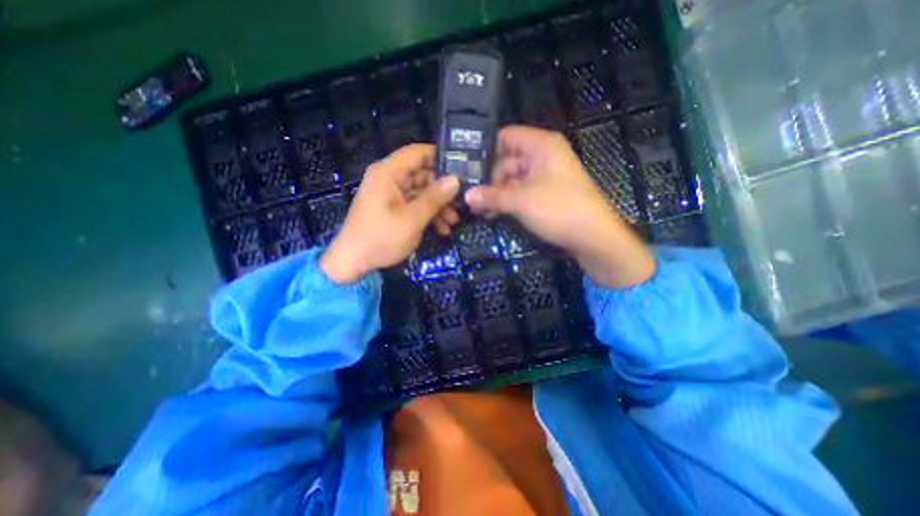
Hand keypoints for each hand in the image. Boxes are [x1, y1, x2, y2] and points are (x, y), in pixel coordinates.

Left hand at [320, 144, 458, 282]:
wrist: (353, 262)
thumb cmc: (381, 238)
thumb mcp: (412, 219)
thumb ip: (434, 198)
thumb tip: (455, 180)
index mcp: (388, 173)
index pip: (417, 152)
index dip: (440, 157)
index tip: (462, 169)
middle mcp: (389, 178)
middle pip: (422, 174)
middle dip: (443, 190)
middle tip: (461, 203)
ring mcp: (391, 194)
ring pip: (421, 192)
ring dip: (438, 206)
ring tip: (453, 221)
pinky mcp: (393, 208)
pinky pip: (415, 204)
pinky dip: (428, 214)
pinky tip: (442, 229)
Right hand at [469, 123, 652, 287]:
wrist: (593, 237)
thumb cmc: (559, 209)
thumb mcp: (521, 200)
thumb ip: (492, 195)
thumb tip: (466, 195)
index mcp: (540, 146)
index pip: (506, 137)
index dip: (485, 150)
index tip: (465, 167)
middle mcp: (542, 156)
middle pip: (506, 161)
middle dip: (488, 180)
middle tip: (469, 197)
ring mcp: (544, 176)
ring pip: (512, 179)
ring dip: (495, 193)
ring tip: (477, 209)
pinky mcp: (545, 193)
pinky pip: (520, 192)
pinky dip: (507, 201)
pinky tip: (492, 213)